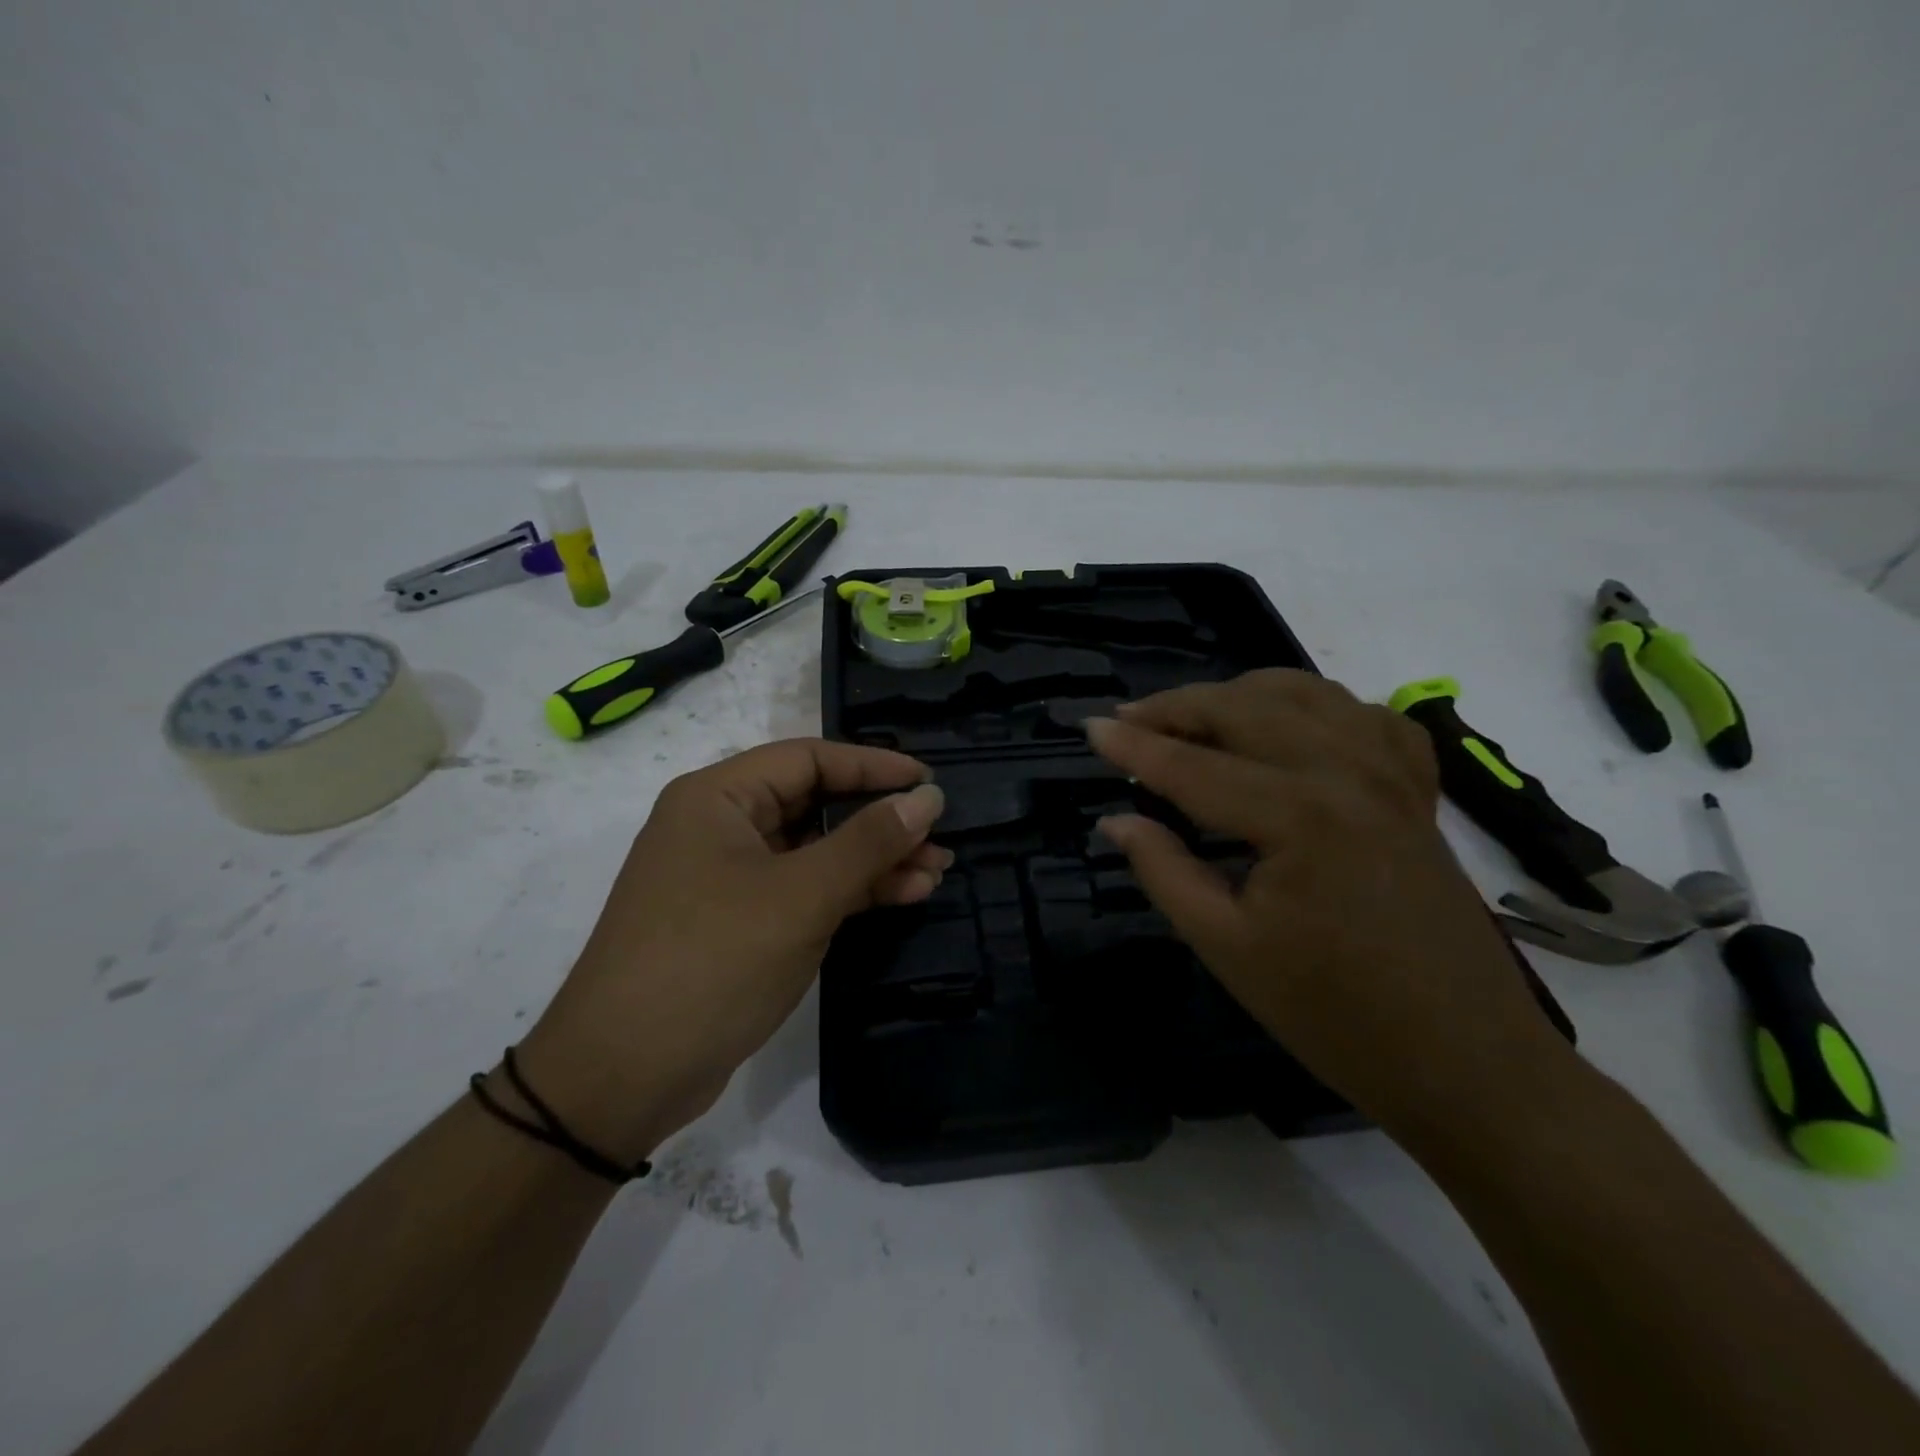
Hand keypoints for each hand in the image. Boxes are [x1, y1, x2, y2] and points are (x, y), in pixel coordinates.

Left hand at [513, 740, 948, 1159]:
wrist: (621, 1077)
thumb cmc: (712, 962)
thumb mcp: (801, 896)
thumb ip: (868, 842)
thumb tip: (927, 798)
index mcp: (718, 798)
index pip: (810, 759)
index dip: (874, 766)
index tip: (929, 782)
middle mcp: (720, 826)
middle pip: (814, 804)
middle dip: (879, 821)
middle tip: (939, 837)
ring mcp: (727, 878)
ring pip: (814, 851)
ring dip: (873, 860)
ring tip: (935, 872)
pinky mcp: (738, 923)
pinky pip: (803, 889)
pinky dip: (849, 892)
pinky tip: (901, 896)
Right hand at [1085, 670, 1572, 1141]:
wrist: (1465, 1061)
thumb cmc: (1334, 1016)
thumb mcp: (1227, 947)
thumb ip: (1163, 870)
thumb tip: (1115, 819)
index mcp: (1298, 815)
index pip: (1192, 766)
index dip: (1133, 747)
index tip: (1087, 727)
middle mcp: (1348, 771)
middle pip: (1245, 708)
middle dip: (1178, 706)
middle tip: (1128, 722)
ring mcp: (1392, 774)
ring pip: (1304, 693)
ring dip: (1239, 694)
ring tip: (1194, 717)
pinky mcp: (1417, 790)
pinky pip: (1364, 716)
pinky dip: (1316, 706)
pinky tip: (1291, 729)